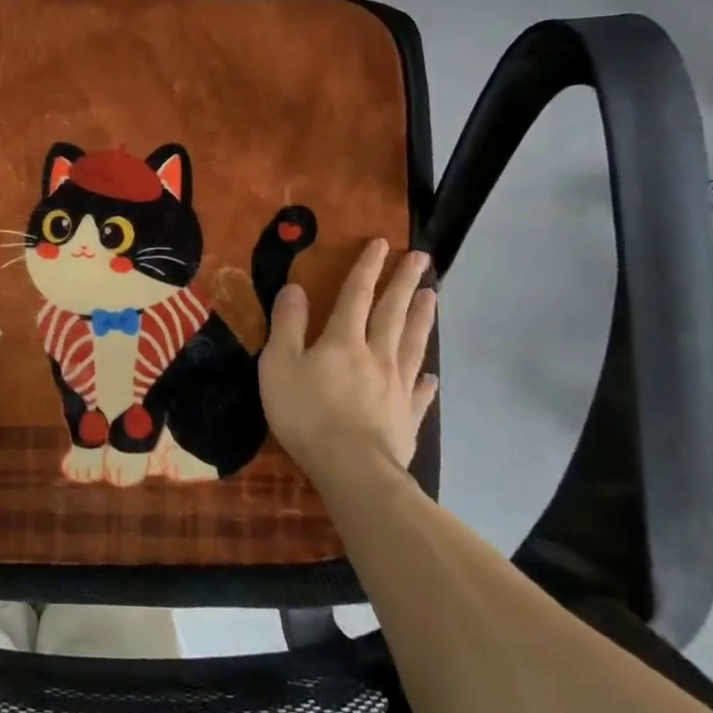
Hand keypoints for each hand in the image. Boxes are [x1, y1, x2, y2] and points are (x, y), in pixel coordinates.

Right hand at [260, 238, 437, 478]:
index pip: (356, 295)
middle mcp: (376, 355)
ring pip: (413, 344)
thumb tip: (295, 287)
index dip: (367, 268)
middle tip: (422, 258)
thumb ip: (287, 324)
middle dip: (404, 283)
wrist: (352, 468)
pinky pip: (419, 392)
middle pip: (393, 312)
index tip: (382, 243)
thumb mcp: (280, 363)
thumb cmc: (307, 413)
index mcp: (343, 340)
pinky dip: (426, 380)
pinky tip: (433, 375)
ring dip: (422, 318)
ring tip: (433, 296)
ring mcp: (397, 387)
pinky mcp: (406, 417)